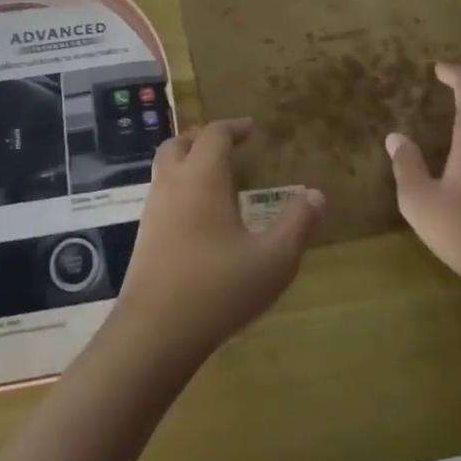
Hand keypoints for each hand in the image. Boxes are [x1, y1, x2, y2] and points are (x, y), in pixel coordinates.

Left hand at [116, 119, 324, 363]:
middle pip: (180, 143)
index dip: (234, 127)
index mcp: (202, 178)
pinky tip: (199, 218)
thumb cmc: (218, 289)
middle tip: (228, 147)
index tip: (252, 130)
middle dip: (203, 138)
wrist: (155, 332)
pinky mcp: (144, 238)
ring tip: (216, 180)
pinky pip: (162, 196)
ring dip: (188, 162)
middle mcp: (173, 185)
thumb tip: (316, 195)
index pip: (214, 134)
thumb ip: (297, 224)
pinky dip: (180, 189)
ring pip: (165, 169)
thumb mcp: (273, 260)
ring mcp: (153, 211)